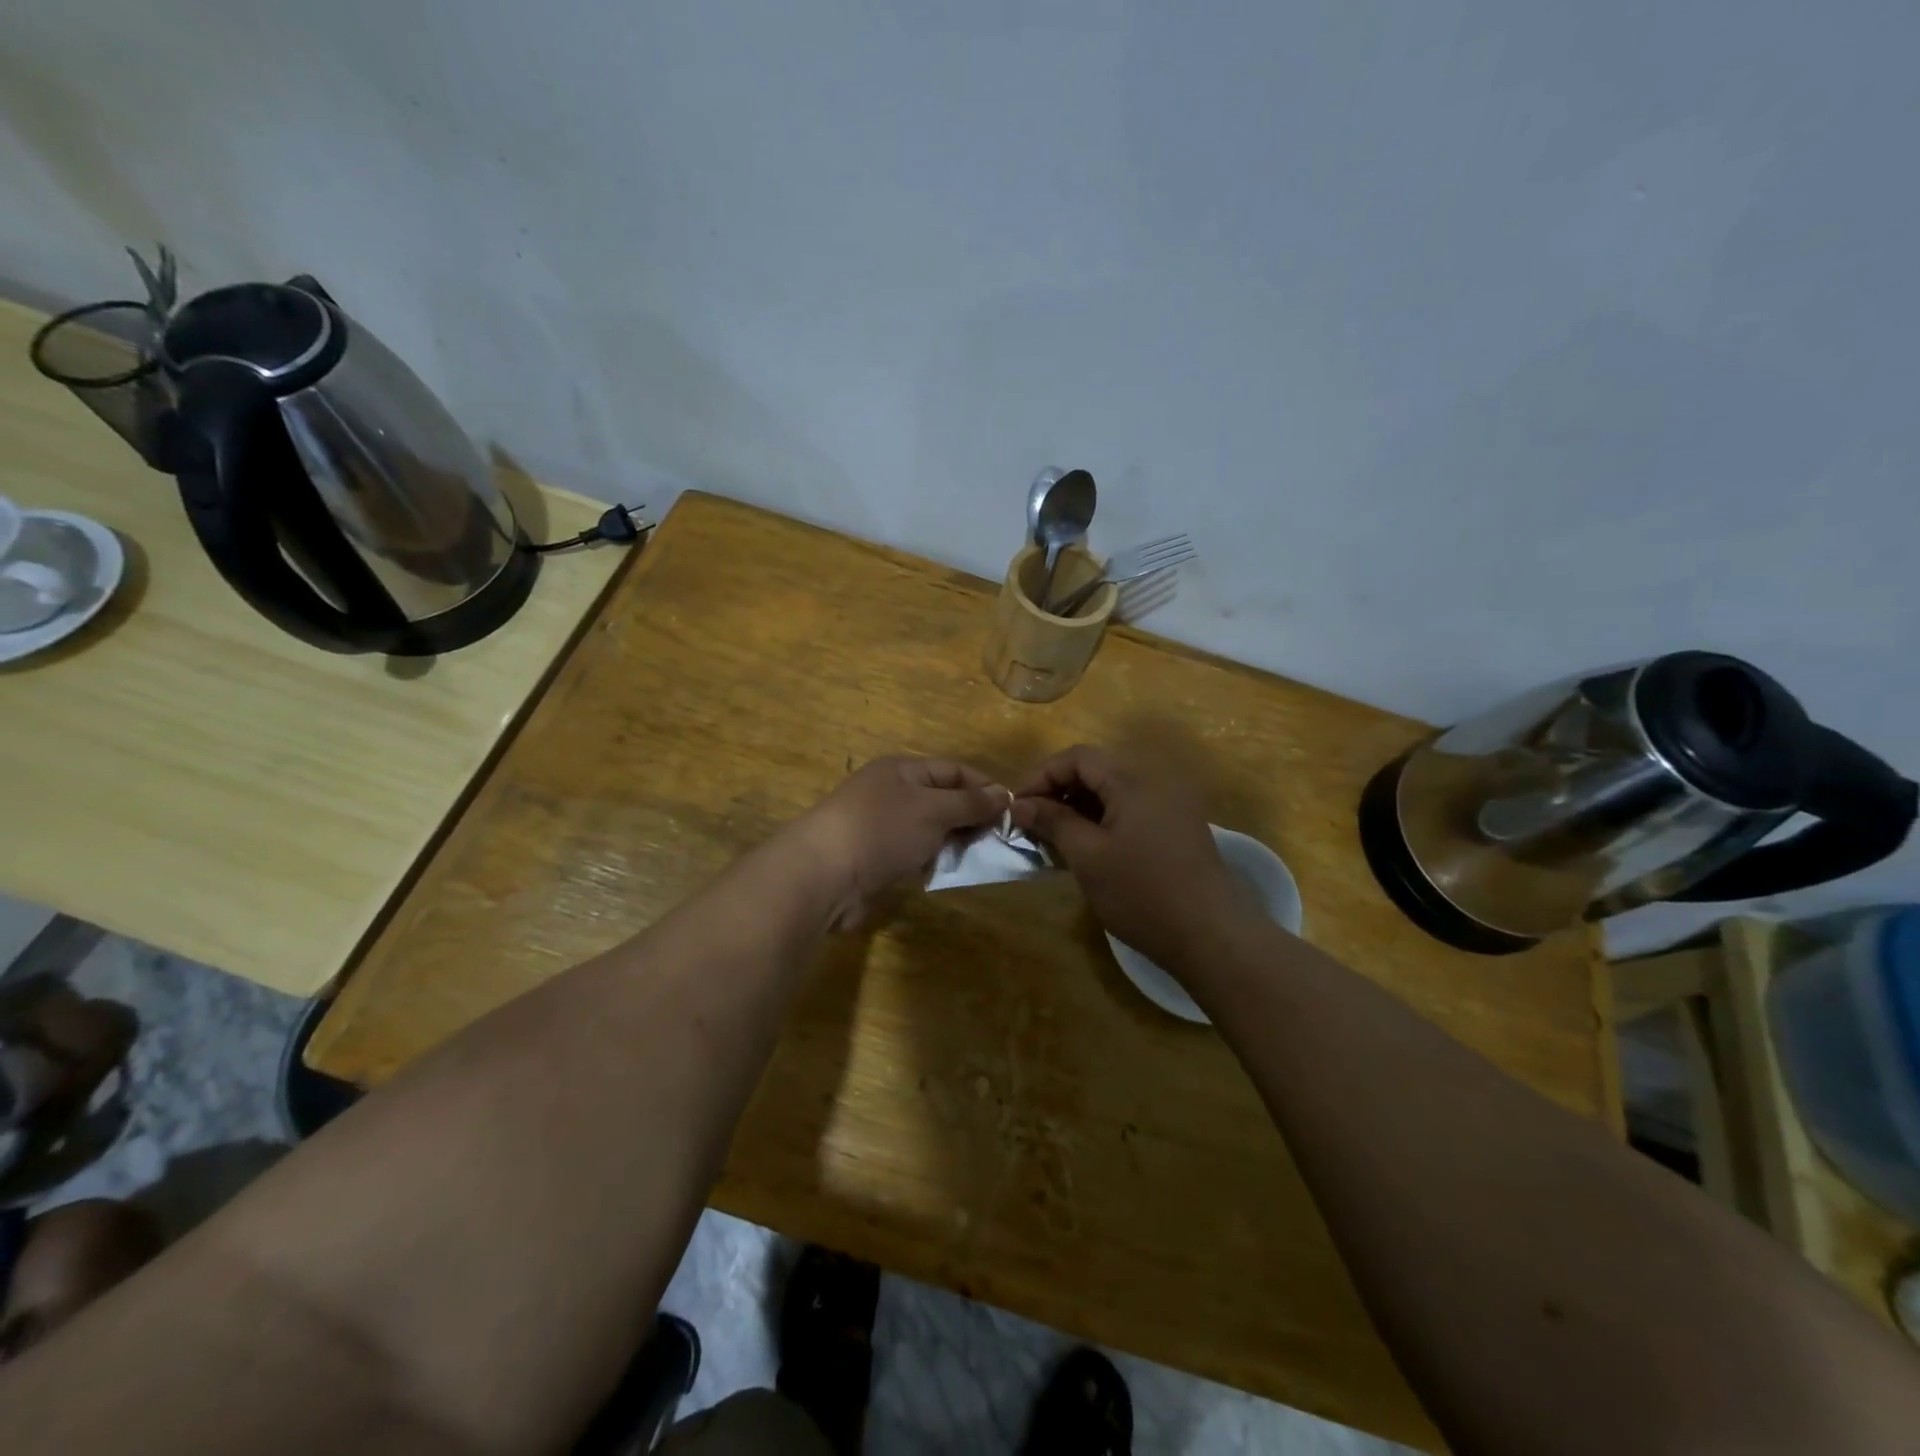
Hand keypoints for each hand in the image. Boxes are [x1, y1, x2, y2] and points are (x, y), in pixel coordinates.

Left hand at [792, 757, 1007, 928]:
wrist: (825, 875)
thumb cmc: (883, 829)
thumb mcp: (934, 809)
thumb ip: (970, 803)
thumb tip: (1003, 794)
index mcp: (902, 770)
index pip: (954, 770)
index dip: (984, 787)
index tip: (1013, 810)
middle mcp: (892, 793)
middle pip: (943, 800)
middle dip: (972, 818)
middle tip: (1004, 840)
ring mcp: (883, 827)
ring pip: (930, 830)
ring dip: (955, 843)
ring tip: (983, 859)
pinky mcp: (877, 859)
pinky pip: (915, 854)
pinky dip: (933, 862)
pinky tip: (951, 873)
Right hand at [1011, 745, 1242, 970]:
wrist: (1211, 935)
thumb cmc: (1141, 893)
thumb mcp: (1087, 856)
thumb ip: (1052, 821)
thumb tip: (1019, 805)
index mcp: (1133, 778)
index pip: (1077, 757)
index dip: (1041, 776)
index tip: (1015, 806)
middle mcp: (1156, 778)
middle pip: (1096, 768)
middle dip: (1059, 790)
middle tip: (1032, 821)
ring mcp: (1172, 801)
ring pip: (1113, 788)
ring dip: (1080, 804)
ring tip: (1054, 835)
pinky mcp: (1178, 823)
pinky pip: (1132, 805)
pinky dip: (1104, 816)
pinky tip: (1088, 844)